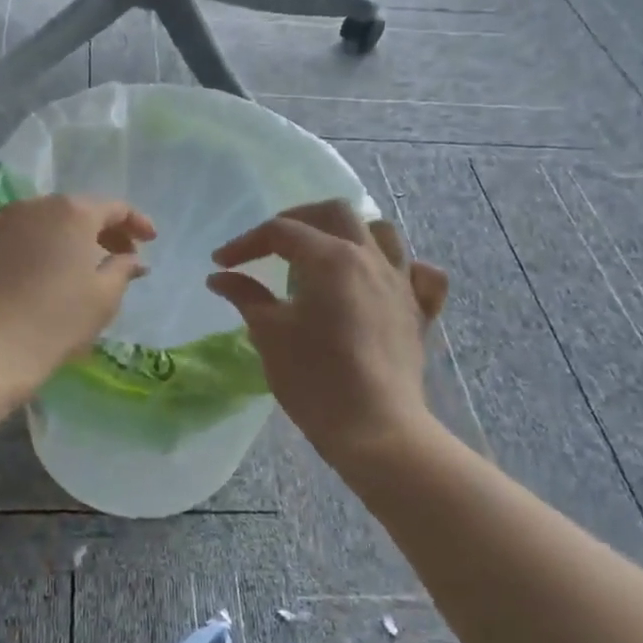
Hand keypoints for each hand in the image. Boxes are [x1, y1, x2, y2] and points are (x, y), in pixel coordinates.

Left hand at [0, 194, 155, 394]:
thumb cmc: (55, 322)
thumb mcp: (103, 298)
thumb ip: (123, 269)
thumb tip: (132, 258)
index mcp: (73, 212)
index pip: (114, 208)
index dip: (136, 223)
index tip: (150, 241)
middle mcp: (36, 205)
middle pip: (78, 210)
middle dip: (102, 229)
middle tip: (119, 255)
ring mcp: (1, 220)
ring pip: (44, 219)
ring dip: (66, 235)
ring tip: (79, 262)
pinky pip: (14, 232)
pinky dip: (33, 241)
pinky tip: (37, 261)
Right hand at [206, 201, 448, 462]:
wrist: (375, 429)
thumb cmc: (314, 378)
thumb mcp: (269, 333)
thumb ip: (245, 296)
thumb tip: (220, 276)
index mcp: (330, 258)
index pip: (281, 232)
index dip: (246, 243)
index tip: (221, 263)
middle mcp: (370, 258)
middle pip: (335, 213)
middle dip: (297, 220)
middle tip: (270, 245)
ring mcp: (401, 283)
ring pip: (382, 233)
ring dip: (350, 233)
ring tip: (325, 254)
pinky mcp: (419, 312)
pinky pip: (421, 275)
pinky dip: (403, 268)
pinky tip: (384, 280)